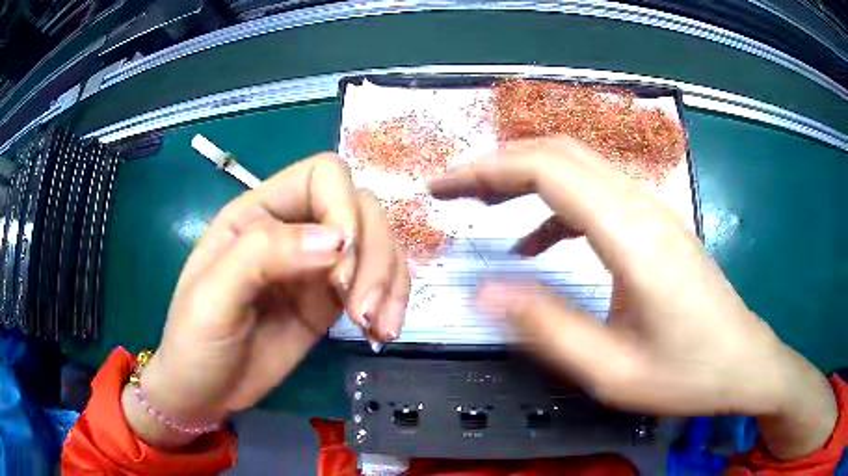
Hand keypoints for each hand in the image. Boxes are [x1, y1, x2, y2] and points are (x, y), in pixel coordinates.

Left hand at [123, 154, 408, 448]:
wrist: (205, 392)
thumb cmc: (195, 341)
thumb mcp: (213, 296)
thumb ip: (263, 255)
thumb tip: (338, 241)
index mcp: (257, 213)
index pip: (321, 176)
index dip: (342, 206)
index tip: (341, 264)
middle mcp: (293, 230)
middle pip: (362, 208)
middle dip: (372, 255)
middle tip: (360, 311)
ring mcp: (316, 267)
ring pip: (378, 244)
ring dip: (389, 280)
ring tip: (379, 327)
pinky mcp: (330, 302)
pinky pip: (378, 284)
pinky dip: (393, 300)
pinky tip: (385, 330)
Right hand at [430, 137, 836, 458]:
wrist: (743, 361)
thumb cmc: (685, 373)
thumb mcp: (611, 371)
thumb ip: (548, 328)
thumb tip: (485, 292)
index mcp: (632, 236)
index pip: (548, 170)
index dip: (487, 170)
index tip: (443, 188)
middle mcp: (642, 206)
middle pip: (560, 153)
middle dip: (498, 164)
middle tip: (455, 191)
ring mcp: (653, 210)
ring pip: (578, 166)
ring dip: (525, 177)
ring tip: (484, 207)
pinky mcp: (656, 224)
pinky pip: (596, 194)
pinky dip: (555, 206)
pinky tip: (537, 243)